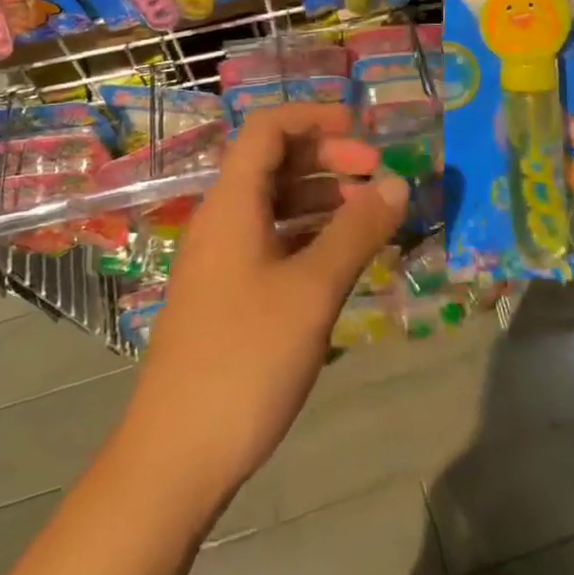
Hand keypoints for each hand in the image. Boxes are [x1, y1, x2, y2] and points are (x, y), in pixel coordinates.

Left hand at [124, 104, 409, 502]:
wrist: (176, 455)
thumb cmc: (245, 359)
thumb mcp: (312, 291)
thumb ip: (356, 232)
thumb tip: (397, 184)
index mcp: (232, 204)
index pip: (267, 130)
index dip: (314, 119)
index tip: (364, 131)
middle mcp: (221, 221)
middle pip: (273, 164)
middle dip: (328, 159)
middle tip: (379, 178)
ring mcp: (221, 260)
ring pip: (275, 206)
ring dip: (322, 199)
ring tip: (372, 218)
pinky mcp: (227, 295)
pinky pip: (272, 242)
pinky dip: (309, 236)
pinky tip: (342, 259)